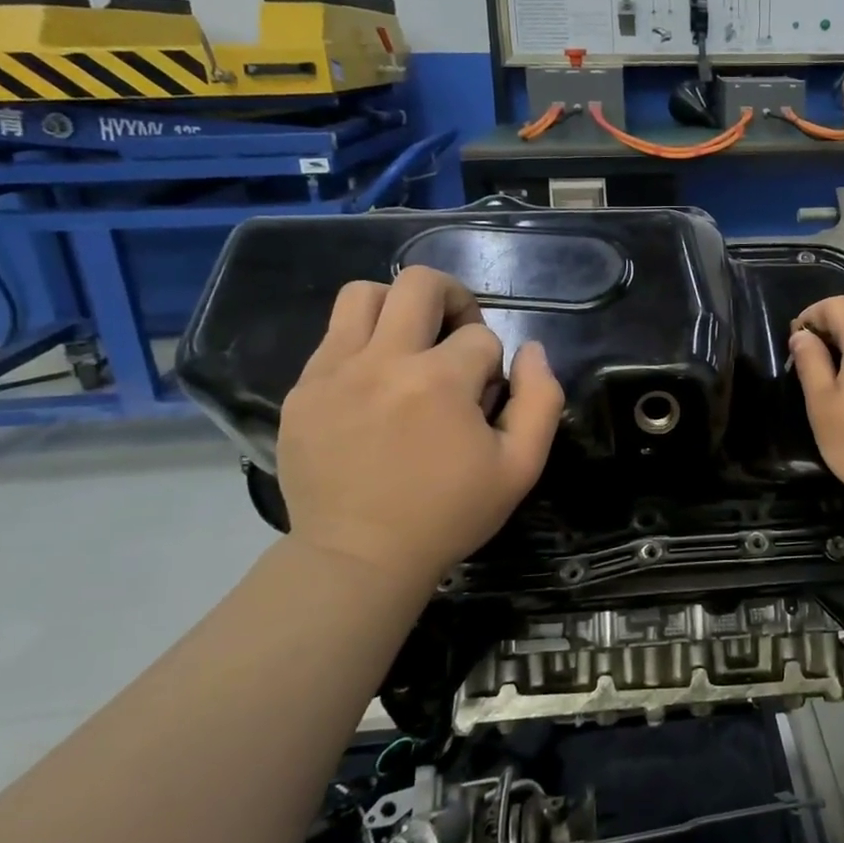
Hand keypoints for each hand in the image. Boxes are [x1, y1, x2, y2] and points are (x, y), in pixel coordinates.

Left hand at [277, 268, 564, 577]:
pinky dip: (362, 343)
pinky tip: (375, 382)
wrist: (359, 558)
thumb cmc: (448, 514)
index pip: (482, 337)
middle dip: (454, 300)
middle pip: (420, 284)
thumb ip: (541, 399)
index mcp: (440, 381)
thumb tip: (532, 348)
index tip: (485, 400)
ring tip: (410, 344)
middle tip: (457, 338)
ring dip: (398, 307)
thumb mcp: (521, 466)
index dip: (494, 364)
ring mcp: (334, 373)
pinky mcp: (302, 391)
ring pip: (363, 293)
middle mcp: (383, 361)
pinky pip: (332, 335)